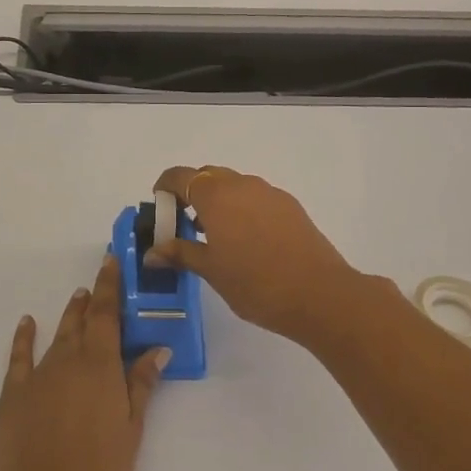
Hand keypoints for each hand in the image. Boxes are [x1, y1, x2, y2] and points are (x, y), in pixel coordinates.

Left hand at [0, 254, 170, 470]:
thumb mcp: (130, 431)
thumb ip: (141, 386)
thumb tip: (157, 349)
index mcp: (100, 367)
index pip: (106, 314)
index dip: (109, 286)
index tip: (111, 262)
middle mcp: (67, 361)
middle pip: (81, 321)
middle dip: (91, 299)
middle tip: (97, 283)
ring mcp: (37, 377)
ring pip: (56, 335)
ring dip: (68, 315)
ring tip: (77, 299)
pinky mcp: (12, 395)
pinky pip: (19, 356)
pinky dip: (24, 337)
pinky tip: (28, 323)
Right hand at [147, 166, 368, 345]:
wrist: (320, 294)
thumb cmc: (256, 283)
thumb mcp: (211, 271)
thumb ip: (180, 254)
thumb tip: (151, 253)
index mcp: (216, 196)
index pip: (180, 176)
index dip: (165, 188)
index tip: (160, 210)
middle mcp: (242, 185)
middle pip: (207, 176)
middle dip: (191, 195)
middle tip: (185, 227)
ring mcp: (270, 193)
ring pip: (234, 186)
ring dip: (219, 202)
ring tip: (216, 238)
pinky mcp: (291, 206)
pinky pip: (256, 198)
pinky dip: (242, 210)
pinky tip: (247, 242)